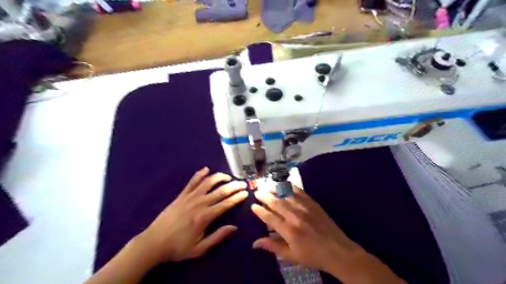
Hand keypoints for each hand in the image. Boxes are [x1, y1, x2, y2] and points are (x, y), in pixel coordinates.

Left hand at [138, 166, 248, 263]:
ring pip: (208, 182)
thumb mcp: (200, 248)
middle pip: (220, 191)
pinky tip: (206, 169)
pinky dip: (200, 174)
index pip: (226, 203)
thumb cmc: (178, 247)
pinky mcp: (181, 195)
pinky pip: (192, 181)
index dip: (237, 197)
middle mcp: (199, 203)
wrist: (154, 242)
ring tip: (228, 177)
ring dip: (220, 177)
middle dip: (234, 186)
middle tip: (243, 183)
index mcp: (205, 216)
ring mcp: (190, 197)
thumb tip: (234, 227)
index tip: (246, 193)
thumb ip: (218, 237)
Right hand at [252, 186, 363, 273]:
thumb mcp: (291, 256)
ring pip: (287, 195)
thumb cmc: (312, 256)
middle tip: (257, 191)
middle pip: (276, 203)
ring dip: (276, 190)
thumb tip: (255, 243)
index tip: (253, 205)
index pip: (269, 217)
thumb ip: (273, 246)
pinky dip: (291, 188)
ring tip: (267, 186)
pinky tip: (285, 184)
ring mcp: (305, 208)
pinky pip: (300, 192)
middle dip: (265, 197)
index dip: (260, 211)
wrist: (338, 251)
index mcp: (288, 230)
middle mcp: (295, 216)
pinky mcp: (313, 204)